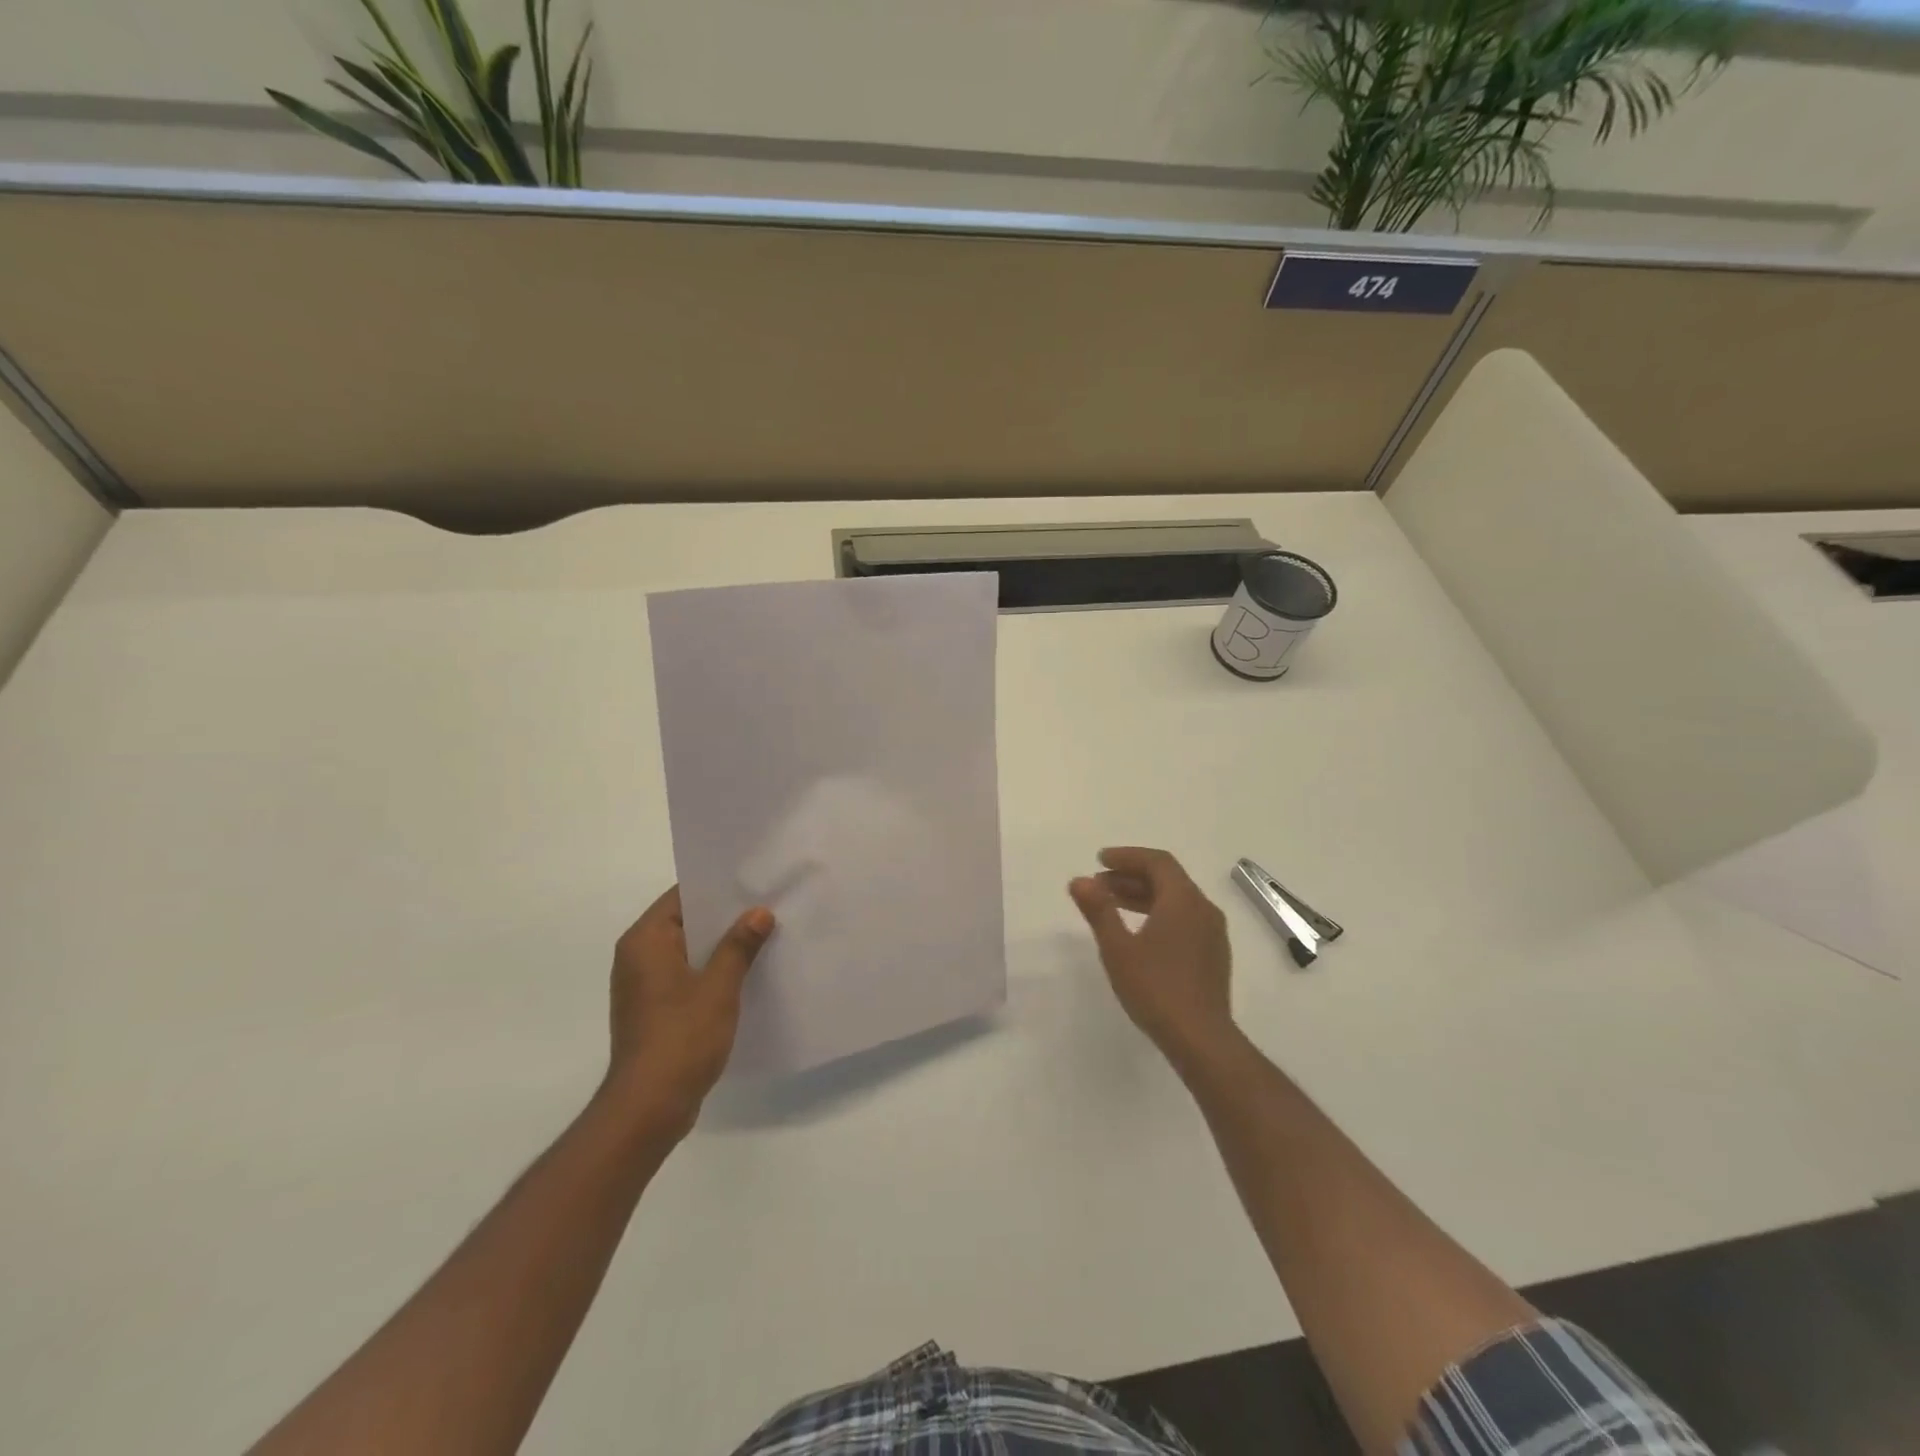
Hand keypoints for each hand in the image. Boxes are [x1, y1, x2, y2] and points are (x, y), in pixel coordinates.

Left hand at [602, 886, 774, 1138]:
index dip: (717, 888)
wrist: (649, 1107)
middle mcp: (637, 957)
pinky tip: (746, 974)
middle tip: (767, 905)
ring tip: (764, 936)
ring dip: (721, 946)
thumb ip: (739, 945)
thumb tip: (759, 912)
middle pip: (685, 922)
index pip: (681, 896)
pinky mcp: (653, 1010)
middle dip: (725, 917)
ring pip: (688, 951)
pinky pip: (686, 976)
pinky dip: (711, 971)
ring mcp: (644, 986)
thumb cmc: (681, 1037)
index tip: (753, 881)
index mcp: (645, 941)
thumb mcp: (719, 986)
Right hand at [1070, 847, 1238, 1073]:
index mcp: (1184, 900)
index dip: (1127, 856)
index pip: (1157, 862)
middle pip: (1167, 879)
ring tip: (1110, 905)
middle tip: (1098, 885)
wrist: (1202, 1039)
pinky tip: (1138, 932)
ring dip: (1143, 896)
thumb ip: (1099, 910)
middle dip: (1131, 876)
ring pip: (1175, 900)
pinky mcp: (1213, 955)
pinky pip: (1184, 919)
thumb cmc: (1156, 988)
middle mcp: (1203, 909)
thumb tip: (1079, 880)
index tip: (1099, 860)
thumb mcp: (1118, 948)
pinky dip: (1158, 913)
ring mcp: (1212, 933)